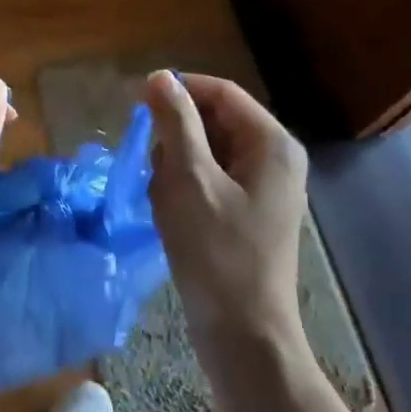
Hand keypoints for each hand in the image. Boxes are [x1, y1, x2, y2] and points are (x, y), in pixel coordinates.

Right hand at [145, 70, 307, 350]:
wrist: (243, 335)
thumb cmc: (216, 253)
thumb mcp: (188, 179)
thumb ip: (175, 122)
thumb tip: (160, 77)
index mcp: (271, 144)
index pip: (221, 93)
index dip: (179, 90)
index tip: (135, 102)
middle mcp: (275, 159)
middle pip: (215, 121)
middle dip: (176, 136)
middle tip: (150, 164)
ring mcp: (264, 189)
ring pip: (208, 152)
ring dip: (176, 165)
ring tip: (162, 197)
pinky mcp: (249, 213)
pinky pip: (211, 180)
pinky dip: (185, 188)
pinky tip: (171, 214)